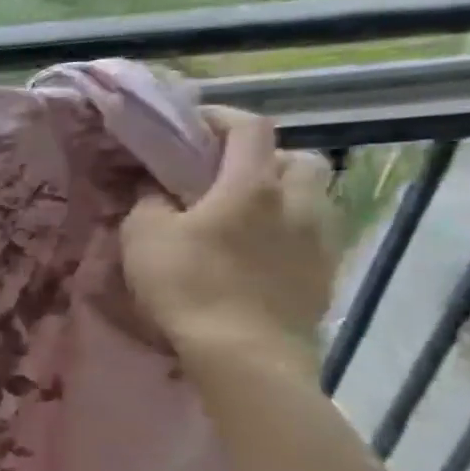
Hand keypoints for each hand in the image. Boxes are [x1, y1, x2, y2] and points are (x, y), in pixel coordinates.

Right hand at [122, 107, 341, 363]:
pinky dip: (288, 230)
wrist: (243, 352)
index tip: (192, 125)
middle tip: (226, 175)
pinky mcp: (326, 272)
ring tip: (244, 216)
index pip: (249, 127)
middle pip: (298, 157)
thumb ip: (149, 202)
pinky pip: (313, 234)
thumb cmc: (187, 285)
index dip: (221, 118)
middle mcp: (298, 201)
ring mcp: (321, 238)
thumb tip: (155, 188)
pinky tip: (257, 252)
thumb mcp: (143, 236)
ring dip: (282, 194)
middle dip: (265, 157)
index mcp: (252, 184)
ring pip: (313, 196)